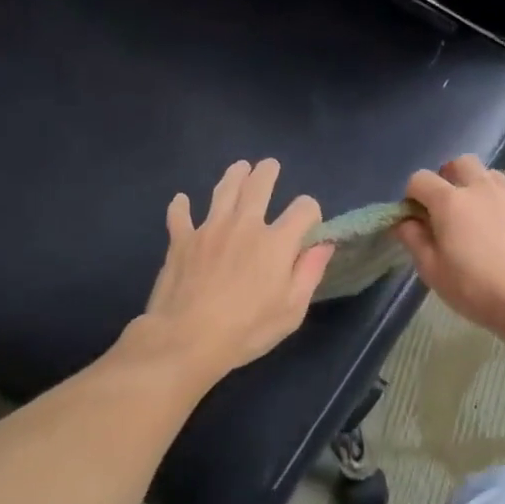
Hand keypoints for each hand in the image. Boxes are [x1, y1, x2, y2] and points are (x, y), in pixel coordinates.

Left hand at [131, 159, 332, 382]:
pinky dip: (181, 206)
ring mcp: (209, 229)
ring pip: (223, 191)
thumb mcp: (292, 309)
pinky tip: (181, 201)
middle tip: (270, 165)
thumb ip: (309, 272)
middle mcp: (244, 225)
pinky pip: (180, 215)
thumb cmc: (247, 329)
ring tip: (239, 167)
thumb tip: (324, 244)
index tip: (309, 222)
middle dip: (268, 173)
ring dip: (234, 176)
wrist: (187, 338)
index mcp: (276, 242)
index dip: (310, 211)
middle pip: (259, 186)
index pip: (303, 209)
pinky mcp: (181, 240)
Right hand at [396, 156, 504, 341]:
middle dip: (450, 178)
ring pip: (492, 175)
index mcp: (449, 201)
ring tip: (484, 215)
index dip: (413, 195)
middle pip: (460, 163)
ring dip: (482, 188)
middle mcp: (480, 187)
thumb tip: (403, 221)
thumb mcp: (432, 271)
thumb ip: (413, 239)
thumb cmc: (474, 288)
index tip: (417, 217)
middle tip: (450, 207)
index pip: (420, 179)